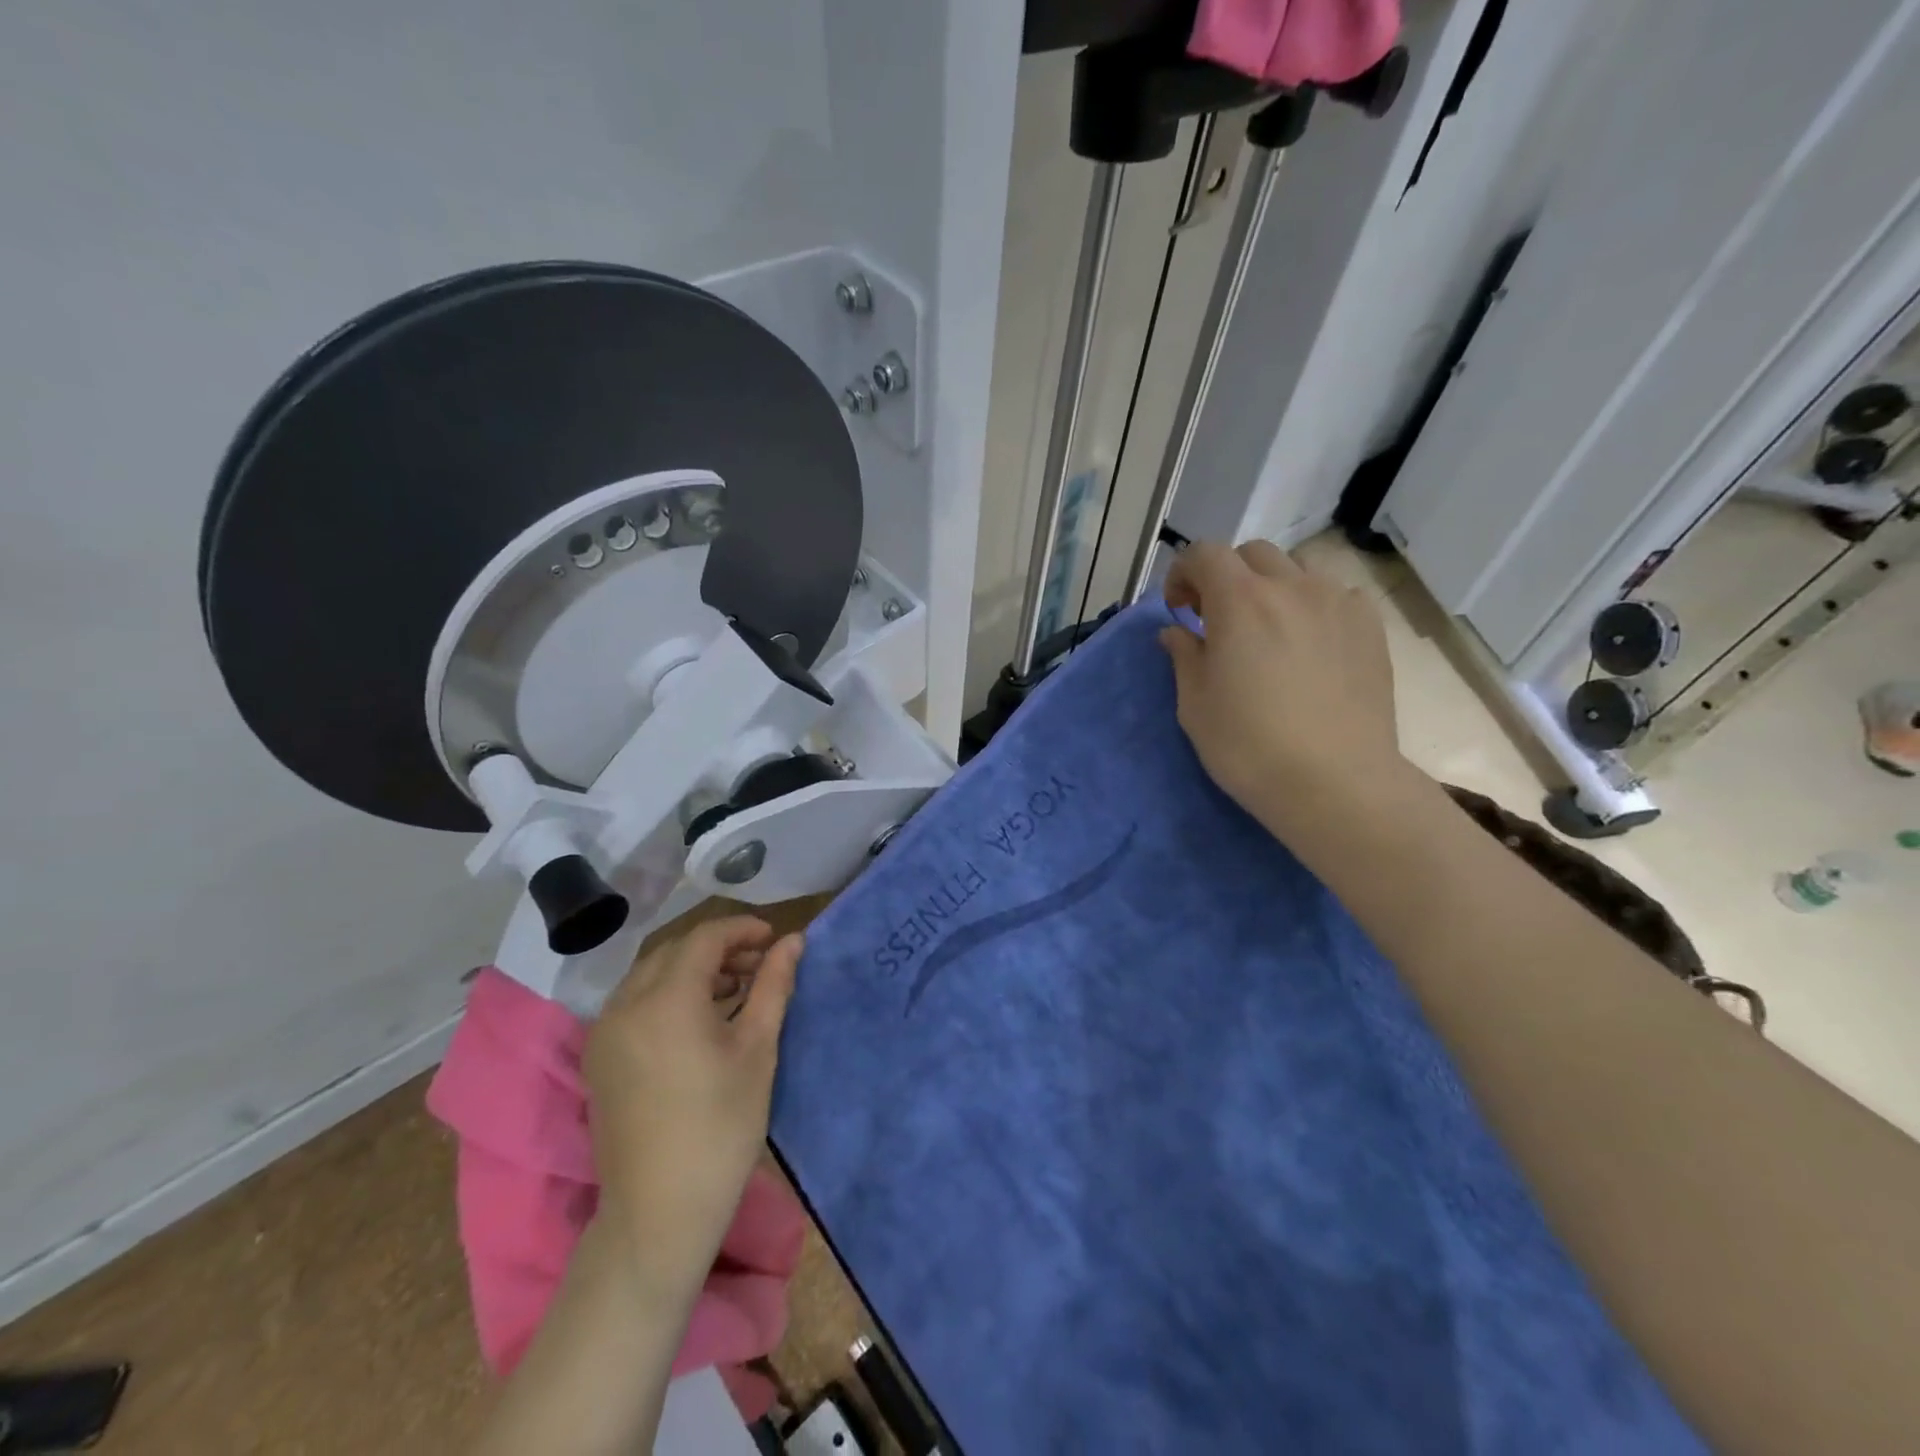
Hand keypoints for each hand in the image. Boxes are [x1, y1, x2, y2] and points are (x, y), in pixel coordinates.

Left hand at [582, 916, 802, 1294]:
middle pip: (675, 951)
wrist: (659, 1211)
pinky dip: (668, 993)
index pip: (704, 938)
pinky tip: (699, 1018)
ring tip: (735, 989)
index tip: (774, 938)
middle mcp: (625, 1004)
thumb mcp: (757, 1048)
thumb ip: (774, 985)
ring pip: (651, 974)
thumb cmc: (721, 1126)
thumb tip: (794, 940)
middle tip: (759, 964)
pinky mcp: (599, 1057)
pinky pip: (634, 1002)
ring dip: (693, 969)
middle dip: (719, 948)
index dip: (741, 930)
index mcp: (666, 999)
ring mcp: (605, 1032)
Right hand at [1159, 540, 1409, 836]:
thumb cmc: (1249, 746)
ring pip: (1297, 570)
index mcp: (1240, 601)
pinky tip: (1309, 644)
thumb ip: (1184, 655)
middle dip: (1227, 577)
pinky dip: (1312, 605)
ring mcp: (1337, 603)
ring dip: (1271, 587)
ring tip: (1268, 630)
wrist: (1335, 782)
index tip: (1179, 609)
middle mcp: (1291, 587)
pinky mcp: (1370, 627)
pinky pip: (1335, 595)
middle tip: (1218, 620)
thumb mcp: (1195, 704)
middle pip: (1252, 555)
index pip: (1204, 553)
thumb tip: (1177, 631)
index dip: (1183, 573)